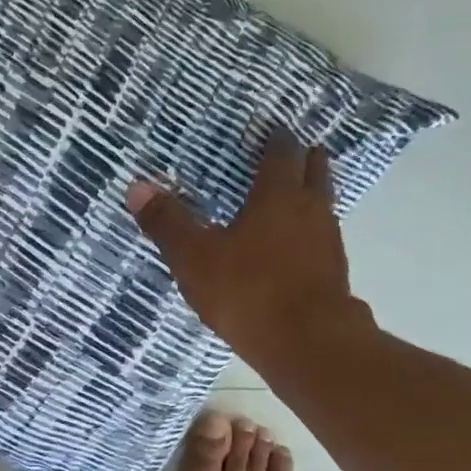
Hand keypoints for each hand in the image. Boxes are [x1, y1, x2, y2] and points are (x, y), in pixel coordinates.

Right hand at [126, 133, 376, 368]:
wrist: (307, 343)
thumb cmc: (248, 291)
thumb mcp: (194, 258)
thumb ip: (167, 223)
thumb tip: (136, 187)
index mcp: (277, 196)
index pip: (280, 152)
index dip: (273, 137)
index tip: (265, 128)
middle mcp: (310, 209)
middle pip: (314, 169)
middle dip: (301, 156)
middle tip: (286, 151)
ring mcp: (328, 240)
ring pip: (322, 202)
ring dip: (309, 192)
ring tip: (287, 195)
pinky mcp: (333, 271)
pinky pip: (321, 236)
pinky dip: (308, 229)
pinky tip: (291, 246)